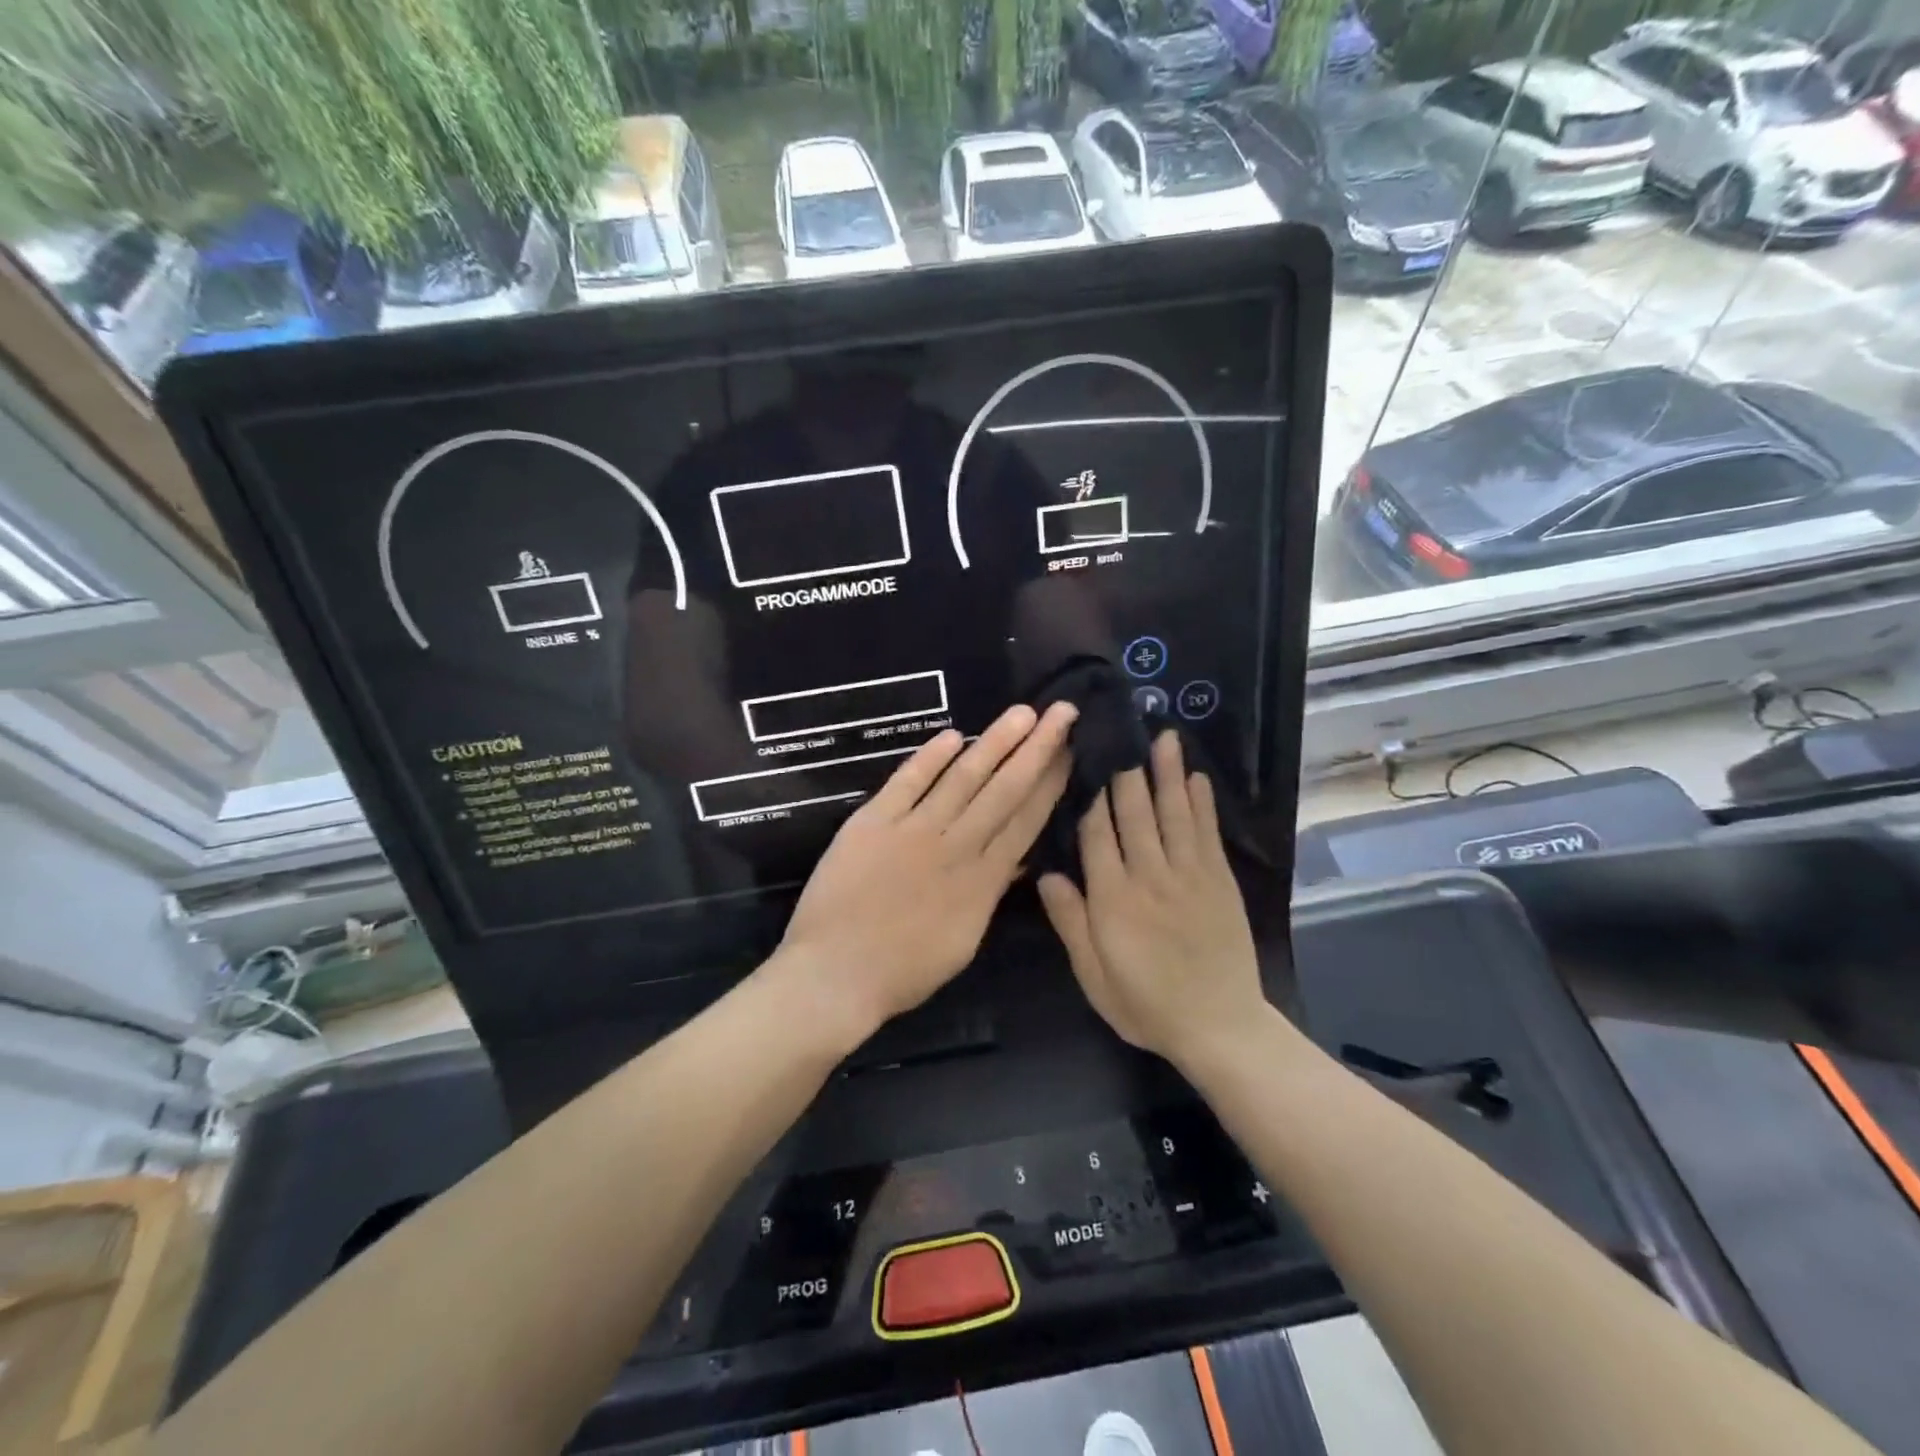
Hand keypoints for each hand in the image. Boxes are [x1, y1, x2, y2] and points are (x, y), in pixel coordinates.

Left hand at [773, 702, 1076, 1044]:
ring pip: (963, 778)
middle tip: (1062, 711)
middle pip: (1004, 790)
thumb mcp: (963, 942)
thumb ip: (989, 894)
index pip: (1025, 820)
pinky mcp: (873, 821)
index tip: (1070, 750)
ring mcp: (913, 830)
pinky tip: (952, 735)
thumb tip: (1016, 861)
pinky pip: (907, 782)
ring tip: (1021, 713)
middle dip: (1037, 748)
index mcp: (982, 880)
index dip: (1050, 783)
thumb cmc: (903, 970)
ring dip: (994, 742)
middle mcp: (955, 846)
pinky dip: (929, 758)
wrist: (836, 973)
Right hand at [1037, 730, 1265, 1065]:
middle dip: (1127, 770)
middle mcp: (1150, 877)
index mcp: (1113, 899)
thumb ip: (1071, 923)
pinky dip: (1201, 803)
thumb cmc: (1146, 1004)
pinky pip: (1207, 833)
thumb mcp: (1093, 976)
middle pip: (1135, 813)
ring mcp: (1190, 875)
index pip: (1097, 834)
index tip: (1086, 761)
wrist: (1218, 1027)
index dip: (1090, 795)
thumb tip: (1047, 874)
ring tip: (1163, 736)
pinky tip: (1196, 777)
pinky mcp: (1219, 881)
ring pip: (1173, 813)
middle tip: (1122, 730)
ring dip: (1166, 773)